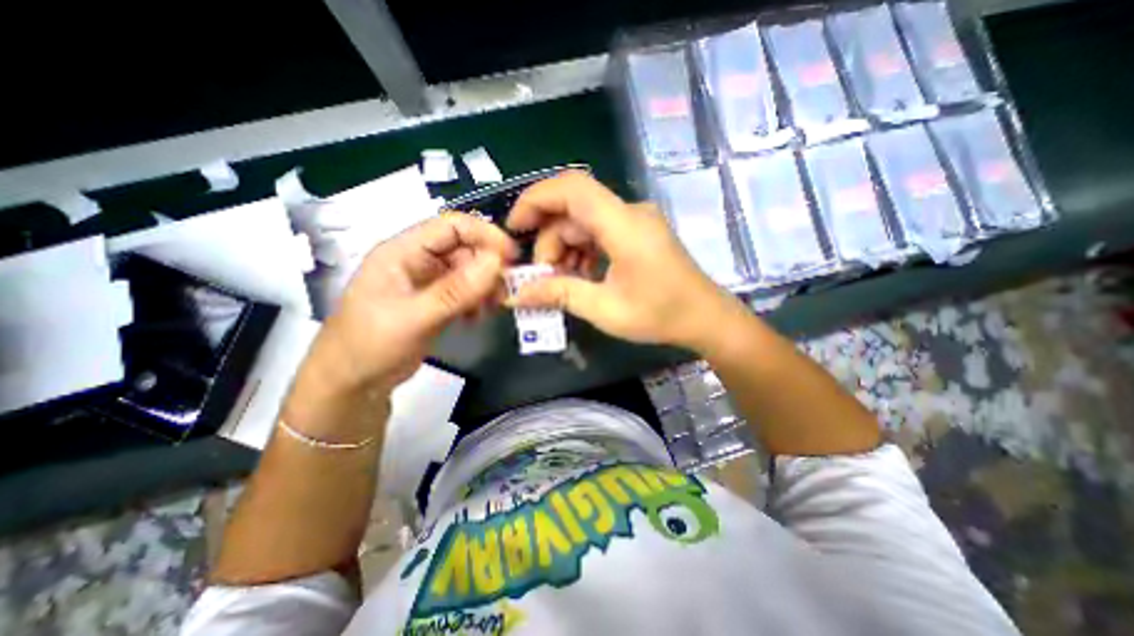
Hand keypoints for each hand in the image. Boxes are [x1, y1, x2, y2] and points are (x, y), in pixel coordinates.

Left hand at [295, 214, 517, 400]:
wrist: (352, 384)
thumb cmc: (370, 345)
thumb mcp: (413, 317)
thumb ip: (455, 291)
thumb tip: (497, 263)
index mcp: (403, 251)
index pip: (451, 227)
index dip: (484, 235)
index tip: (512, 257)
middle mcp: (417, 260)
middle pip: (464, 249)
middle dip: (489, 267)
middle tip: (506, 291)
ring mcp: (427, 282)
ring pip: (469, 272)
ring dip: (485, 286)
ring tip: (492, 308)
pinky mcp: (436, 302)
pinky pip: (465, 292)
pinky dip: (477, 301)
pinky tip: (476, 318)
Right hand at [508, 171, 745, 350]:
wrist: (705, 318)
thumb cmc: (660, 315)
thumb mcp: (604, 309)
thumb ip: (559, 295)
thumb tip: (516, 294)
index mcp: (624, 224)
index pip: (571, 188)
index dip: (535, 200)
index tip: (514, 229)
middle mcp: (629, 213)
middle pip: (573, 210)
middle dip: (549, 241)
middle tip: (543, 277)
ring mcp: (634, 221)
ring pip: (583, 222)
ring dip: (565, 249)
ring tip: (561, 283)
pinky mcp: (637, 233)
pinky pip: (599, 232)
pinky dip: (582, 251)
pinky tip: (580, 277)